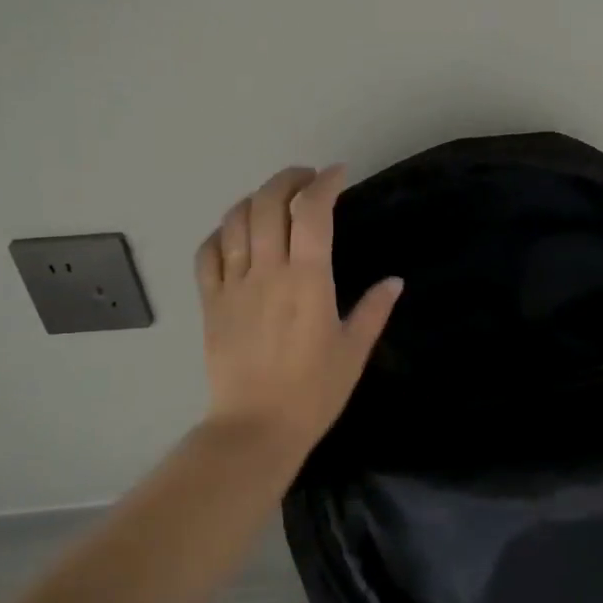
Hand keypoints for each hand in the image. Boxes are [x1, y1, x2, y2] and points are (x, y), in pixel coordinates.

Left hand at [193, 164, 401, 454]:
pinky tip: (235, 233)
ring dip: (255, 199)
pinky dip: (221, 232)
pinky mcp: (210, 303)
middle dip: (288, 179)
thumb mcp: (353, 351)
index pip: (312, 212)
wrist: (255, 428)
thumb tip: (394, 281)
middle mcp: (267, 272)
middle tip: (307, 179)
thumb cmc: (313, 392)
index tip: (338, 174)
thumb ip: (373, 310)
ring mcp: (233, 285)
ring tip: (273, 200)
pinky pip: (207, 254)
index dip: (325, 184)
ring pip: (235, 221)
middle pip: (268, 204)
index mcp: (308, 281)